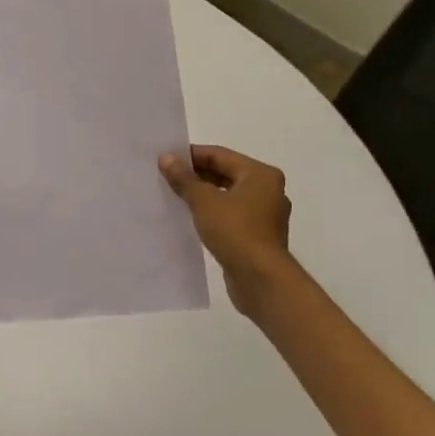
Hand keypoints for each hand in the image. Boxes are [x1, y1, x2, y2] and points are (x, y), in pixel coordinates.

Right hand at [159, 145, 295, 317]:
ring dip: (204, 195)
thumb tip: (166, 158)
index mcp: (260, 175)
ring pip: (228, 196)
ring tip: (176, 197)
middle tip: (167, 178)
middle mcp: (268, 190)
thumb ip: (184, 178)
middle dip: (196, 176)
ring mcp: (266, 215)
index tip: (166, 160)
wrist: (261, 280)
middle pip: (226, 174)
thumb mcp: (204, 201)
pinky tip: (192, 219)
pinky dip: (213, 213)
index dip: (191, 156)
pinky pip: (232, 215)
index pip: (220, 155)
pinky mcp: (260, 236)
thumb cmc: (235, 231)